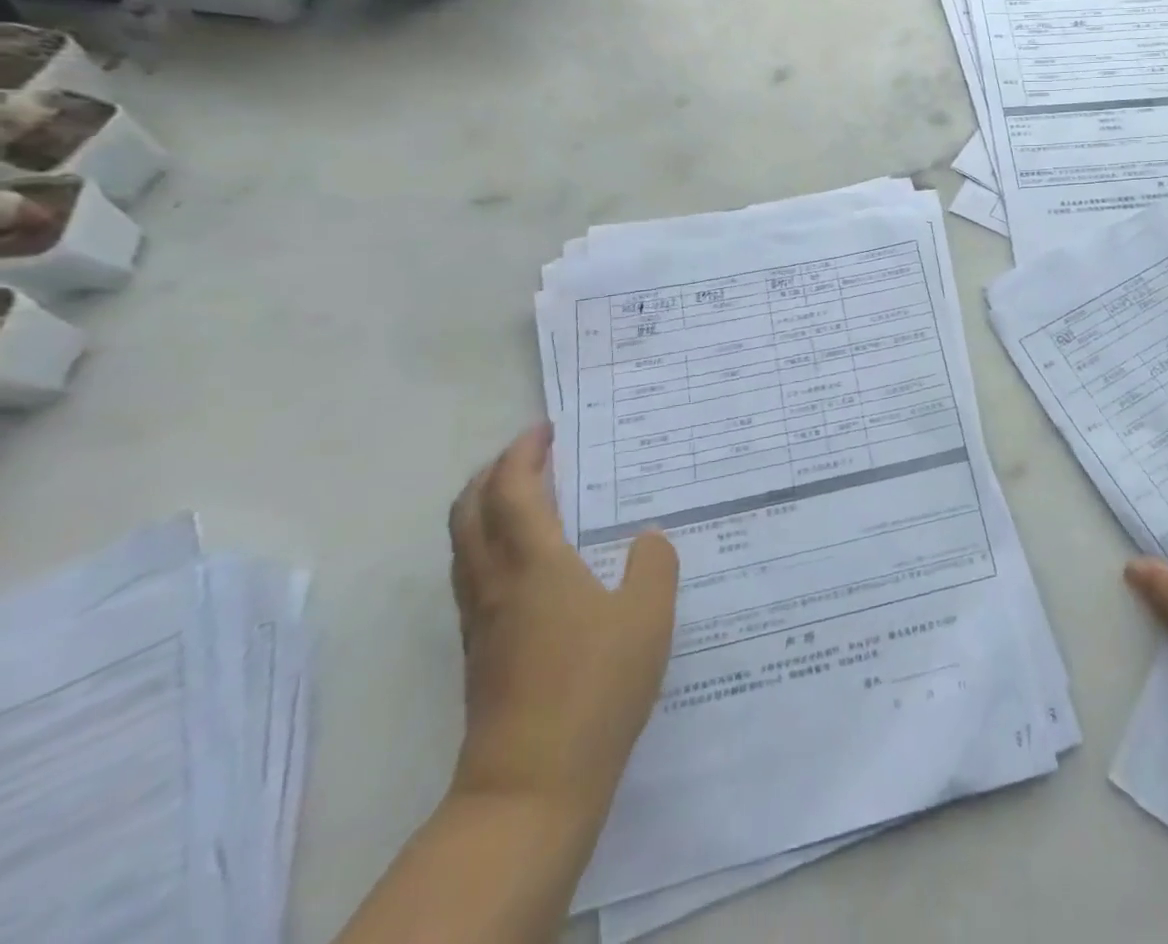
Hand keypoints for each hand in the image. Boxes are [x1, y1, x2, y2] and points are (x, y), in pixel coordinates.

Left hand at [447, 423, 678, 826]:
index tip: (546, 429)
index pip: (513, 490)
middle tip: (531, 454)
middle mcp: (496, 583)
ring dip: (486, 507)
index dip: (523, 453)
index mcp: (534, 564)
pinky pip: (475, 574)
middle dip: (494, 472)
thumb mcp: (649, 616)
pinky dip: (492, 543)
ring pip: (465, 545)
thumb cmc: (595, 688)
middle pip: (470, 511)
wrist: (531, 787)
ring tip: (529, 496)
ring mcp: (481, 621)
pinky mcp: (480, 652)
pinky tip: (532, 560)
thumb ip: (654, 565)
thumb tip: (646, 540)